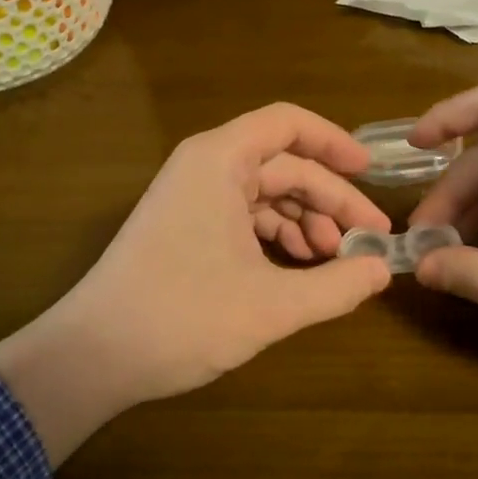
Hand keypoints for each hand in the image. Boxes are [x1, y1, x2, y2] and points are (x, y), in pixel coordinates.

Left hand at [0, 103, 392, 461]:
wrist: (94, 355)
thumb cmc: (183, 317)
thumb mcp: (272, 305)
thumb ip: (336, 285)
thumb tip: (383, 269)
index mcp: (220, 160)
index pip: (288, 123)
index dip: (335, 142)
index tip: (371, 174)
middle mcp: (204, 166)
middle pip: (283, 164)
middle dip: (328, 199)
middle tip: (368, 239)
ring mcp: (190, 197)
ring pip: (264, 193)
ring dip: (304, 222)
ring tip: (334, 261)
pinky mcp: (184, 226)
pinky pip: (242, 216)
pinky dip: (275, 237)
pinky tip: (297, 269)